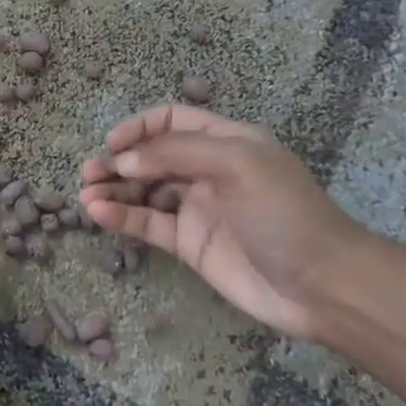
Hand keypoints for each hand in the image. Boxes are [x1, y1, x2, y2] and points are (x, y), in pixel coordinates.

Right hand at [79, 108, 370, 340]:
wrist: (320, 284)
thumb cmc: (284, 213)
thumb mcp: (238, 164)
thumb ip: (177, 153)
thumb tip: (124, 159)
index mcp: (227, 142)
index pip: (173, 121)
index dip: (140, 128)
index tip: (113, 144)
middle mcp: (208, 171)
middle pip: (152, 156)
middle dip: (119, 161)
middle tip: (89, 172)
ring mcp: (197, 209)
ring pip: (144, 191)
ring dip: (114, 189)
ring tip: (85, 195)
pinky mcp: (188, 244)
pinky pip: (147, 224)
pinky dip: (121, 217)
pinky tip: (98, 214)